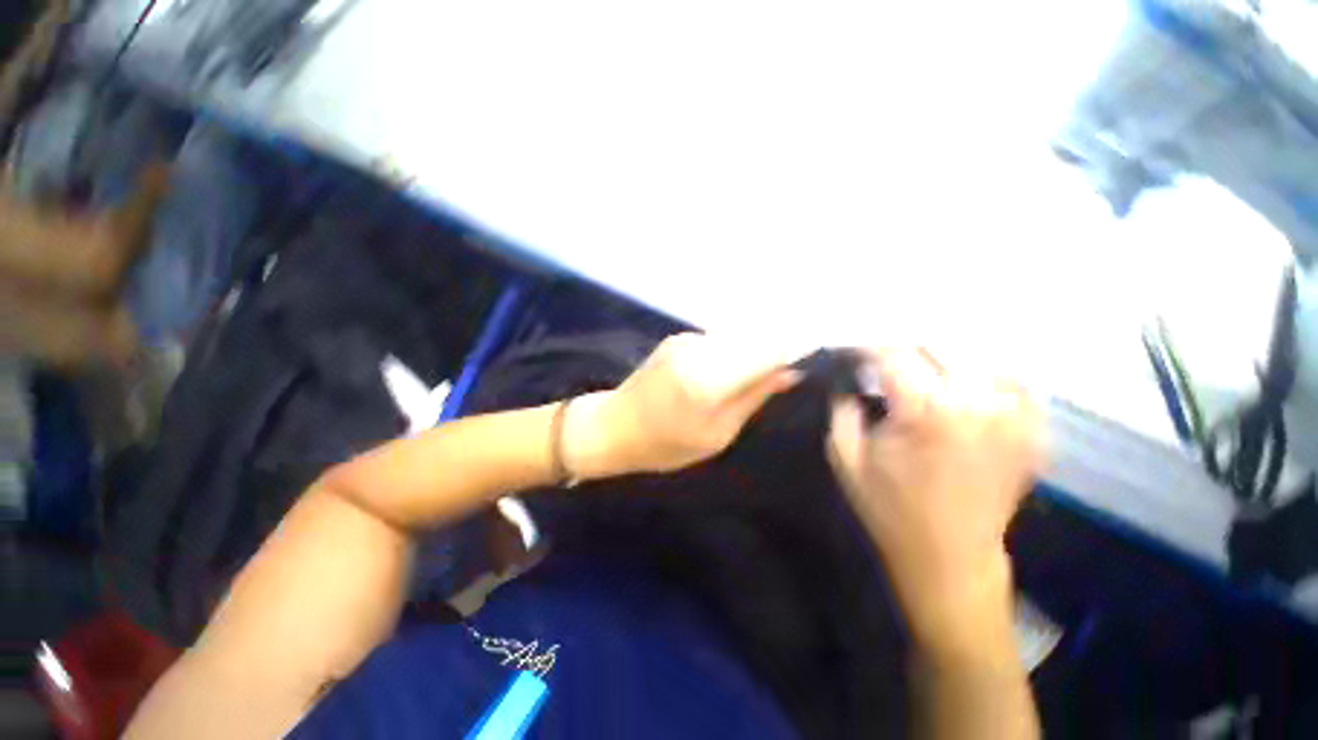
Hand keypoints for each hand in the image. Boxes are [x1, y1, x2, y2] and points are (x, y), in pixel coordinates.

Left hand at [567, 333, 800, 476]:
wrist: (612, 426)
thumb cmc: (664, 444)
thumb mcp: (717, 435)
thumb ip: (754, 398)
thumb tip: (791, 372)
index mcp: (709, 378)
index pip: (769, 349)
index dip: (798, 348)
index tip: (816, 357)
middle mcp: (699, 347)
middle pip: (757, 336)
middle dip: (776, 351)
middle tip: (784, 375)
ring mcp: (686, 338)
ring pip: (738, 336)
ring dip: (753, 352)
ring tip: (753, 378)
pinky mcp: (678, 337)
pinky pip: (719, 340)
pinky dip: (732, 352)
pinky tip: (727, 372)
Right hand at [828, 348, 1043, 625]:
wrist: (951, 559)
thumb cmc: (891, 510)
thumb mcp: (846, 458)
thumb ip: (842, 410)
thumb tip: (851, 378)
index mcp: (926, 413)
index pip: (895, 354)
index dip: (869, 347)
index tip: (853, 351)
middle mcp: (977, 405)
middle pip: (939, 345)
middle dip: (904, 347)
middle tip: (883, 360)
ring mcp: (1014, 417)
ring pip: (979, 355)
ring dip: (944, 356)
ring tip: (921, 367)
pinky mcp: (1033, 432)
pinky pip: (1016, 381)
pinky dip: (987, 373)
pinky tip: (965, 383)